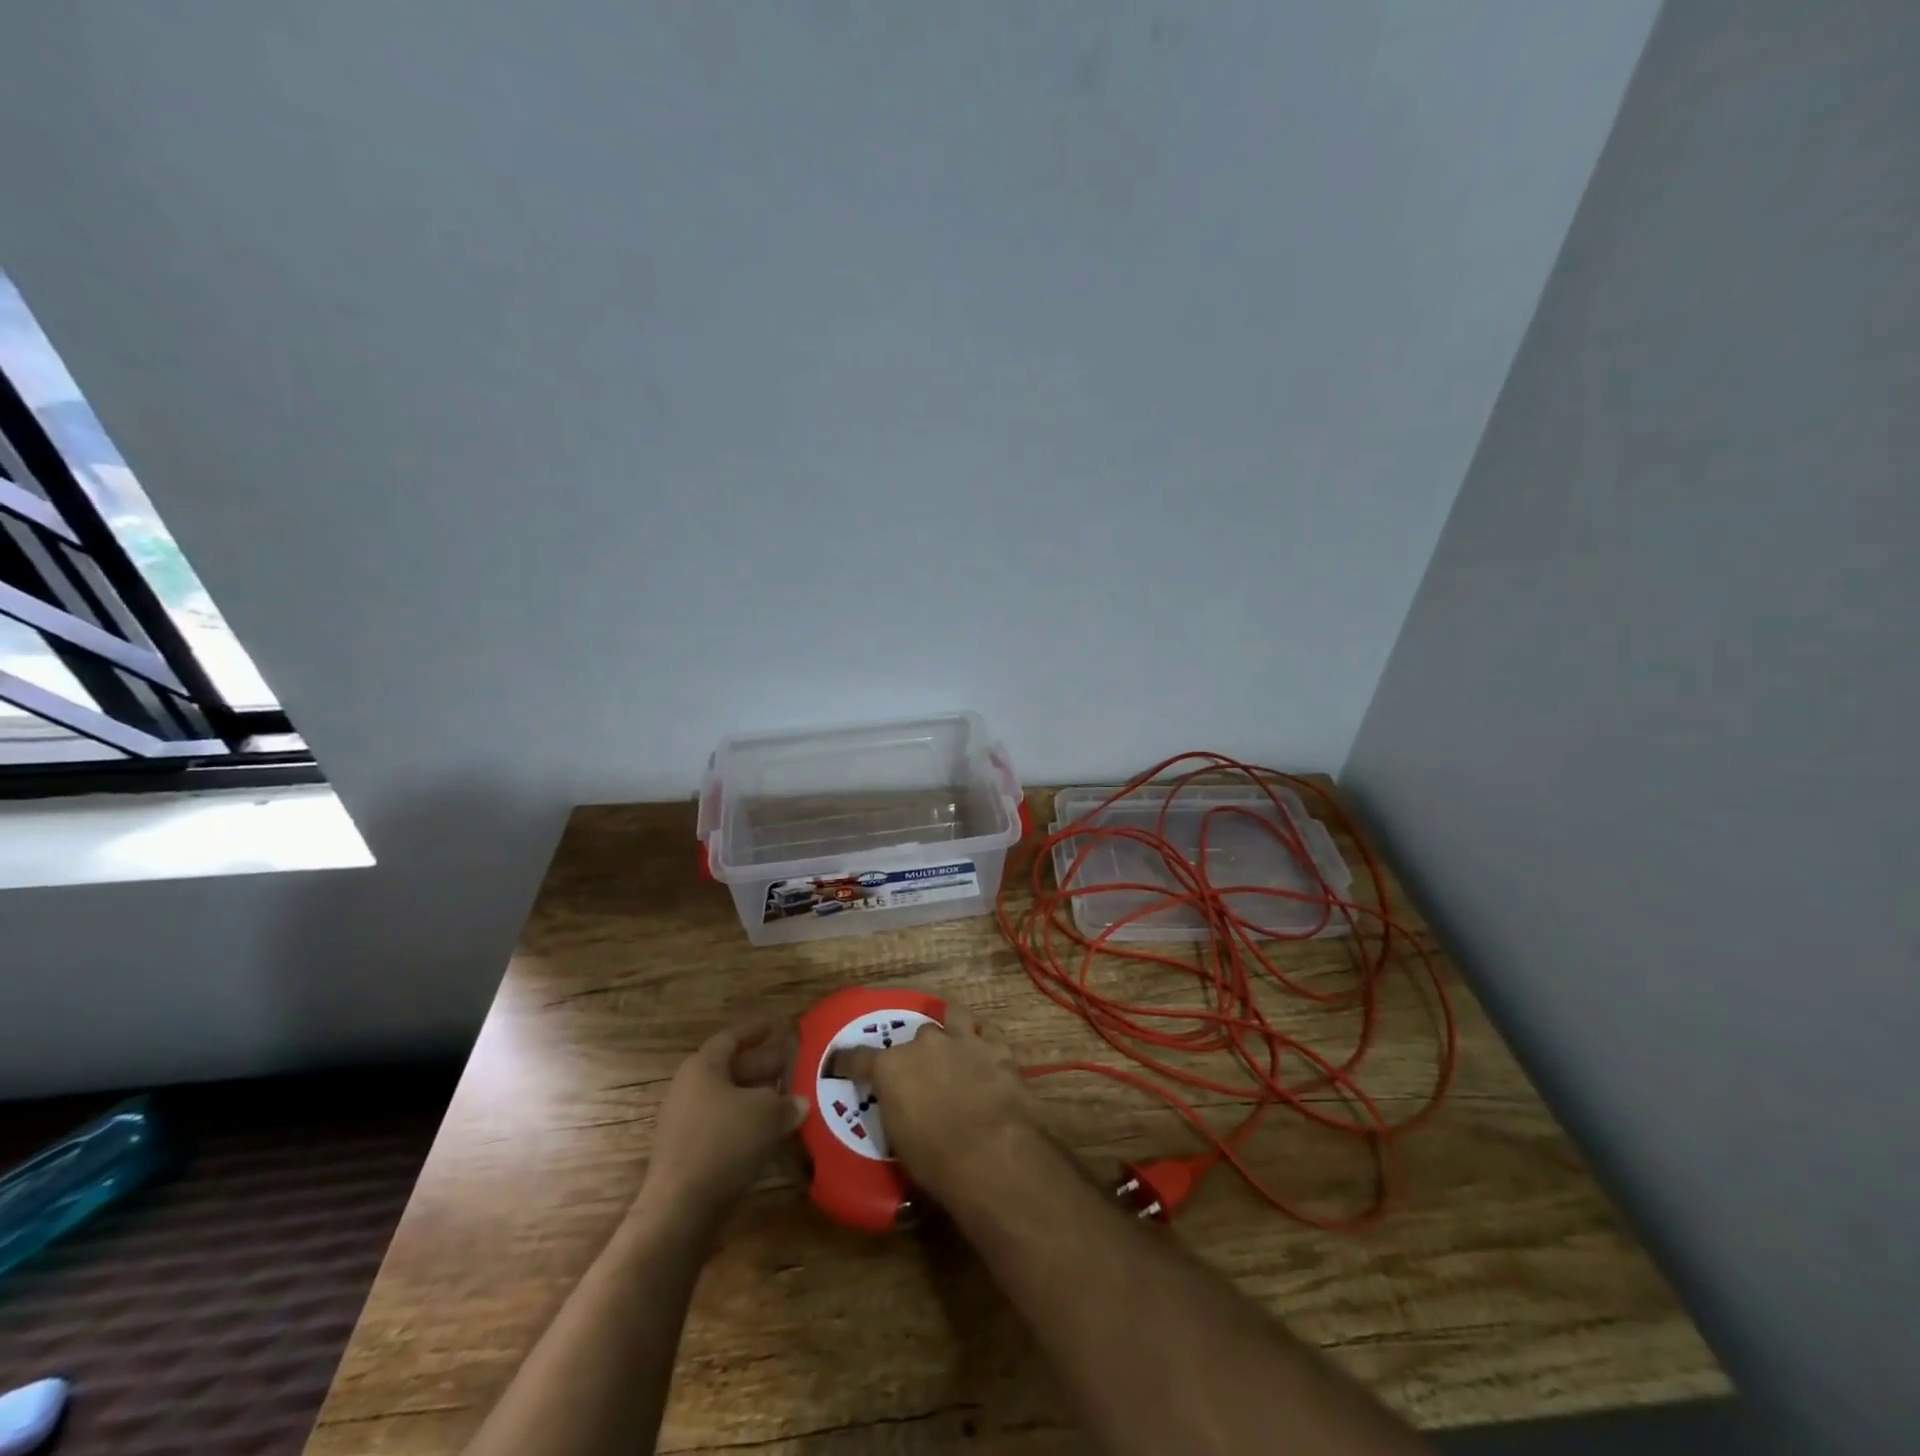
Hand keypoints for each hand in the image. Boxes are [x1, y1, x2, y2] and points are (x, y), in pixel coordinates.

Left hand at [642, 1015, 807, 1218]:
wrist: (680, 1209)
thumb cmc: (724, 1143)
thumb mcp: (766, 1114)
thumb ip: (786, 1102)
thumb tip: (799, 1102)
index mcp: (703, 1067)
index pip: (731, 1037)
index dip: (757, 1029)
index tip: (779, 1024)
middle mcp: (688, 1089)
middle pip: (730, 1069)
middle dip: (762, 1065)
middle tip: (792, 1062)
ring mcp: (684, 1123)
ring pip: (727, 1099)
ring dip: (756, 1097)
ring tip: (788, 1098)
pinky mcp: (686, 1154)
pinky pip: (721, 1126)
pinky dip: (745, 1124)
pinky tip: (770, 1133)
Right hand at [829, 1010, 1037, 1200]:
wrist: (993, 1156)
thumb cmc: (936, 1162)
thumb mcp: (900, 1143)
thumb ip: (897, 1112)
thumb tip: (904, 1110)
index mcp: (892, 1068)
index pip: (859, 1058)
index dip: (848, 1061)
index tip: (840, 1062)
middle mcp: (925, 1044)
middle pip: (916, 1035)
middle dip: (919, 1051)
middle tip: (923, 1072)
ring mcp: (964, 1041)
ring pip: (954, 1015)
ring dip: (953, 1027)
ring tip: (956, 1040)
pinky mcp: (998, 1049)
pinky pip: (990, 1034)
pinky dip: (987, 1043)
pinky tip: (989, 1053)